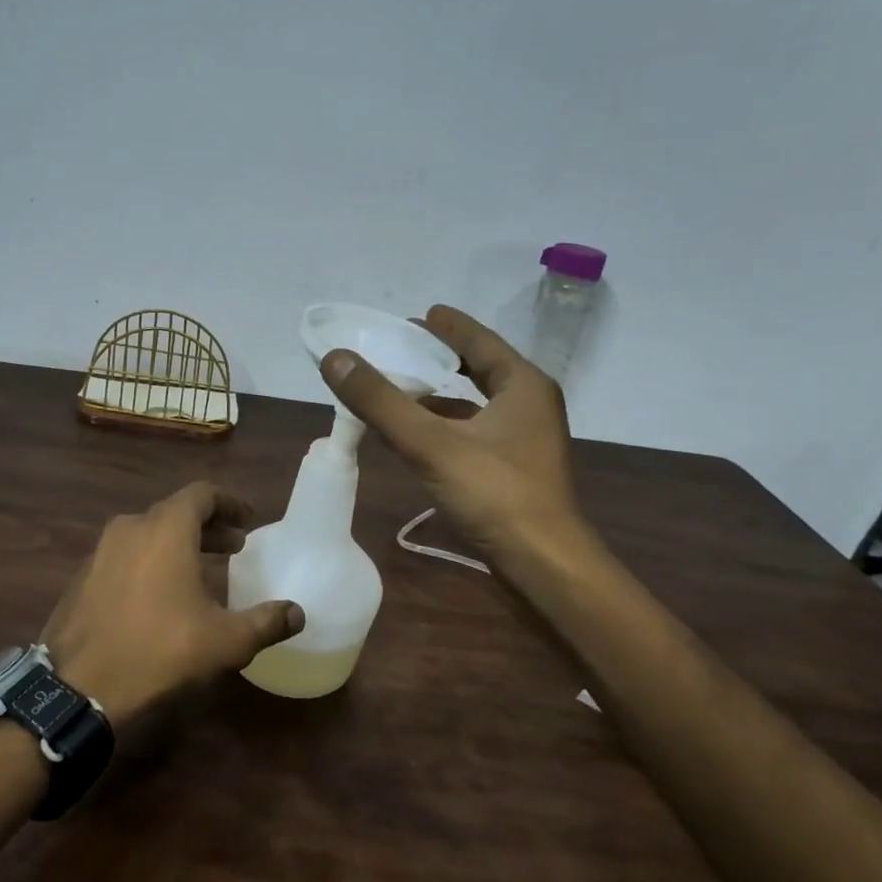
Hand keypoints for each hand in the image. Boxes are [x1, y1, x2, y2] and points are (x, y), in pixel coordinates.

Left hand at [40, 482, 304, 725]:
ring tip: (202, 570)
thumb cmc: (159, 651)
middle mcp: (131, 527)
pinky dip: (151, 561)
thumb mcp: (225, 641)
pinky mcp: (83, 577)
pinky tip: (161, 595)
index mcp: (166, 528)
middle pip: (176, 513)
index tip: (248, 520)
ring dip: (179, 544)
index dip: (230, 503)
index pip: (202, 494)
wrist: (76, 687)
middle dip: (208, 526)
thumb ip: (266, 622)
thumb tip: (298, 613)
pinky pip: (126, 555)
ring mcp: (101, 551)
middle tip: (234, 547)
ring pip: (149, 533)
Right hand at [321, 304, 591, 567]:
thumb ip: (381, 401)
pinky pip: (473, 432)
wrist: (546, 567)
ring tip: (397, 387)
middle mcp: (529, 405)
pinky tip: (414, 435)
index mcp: (522, 385)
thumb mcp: (431, 443)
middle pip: (478, 369)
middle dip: (439, 358)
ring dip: (439, 395)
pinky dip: (444, 426)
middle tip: (399, 348)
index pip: (479, 340)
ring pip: (475, 404)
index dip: (447, 326)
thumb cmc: (496, 495)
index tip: (417, 314)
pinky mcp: (514, 471)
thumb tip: (335, 357)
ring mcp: (525, 441)